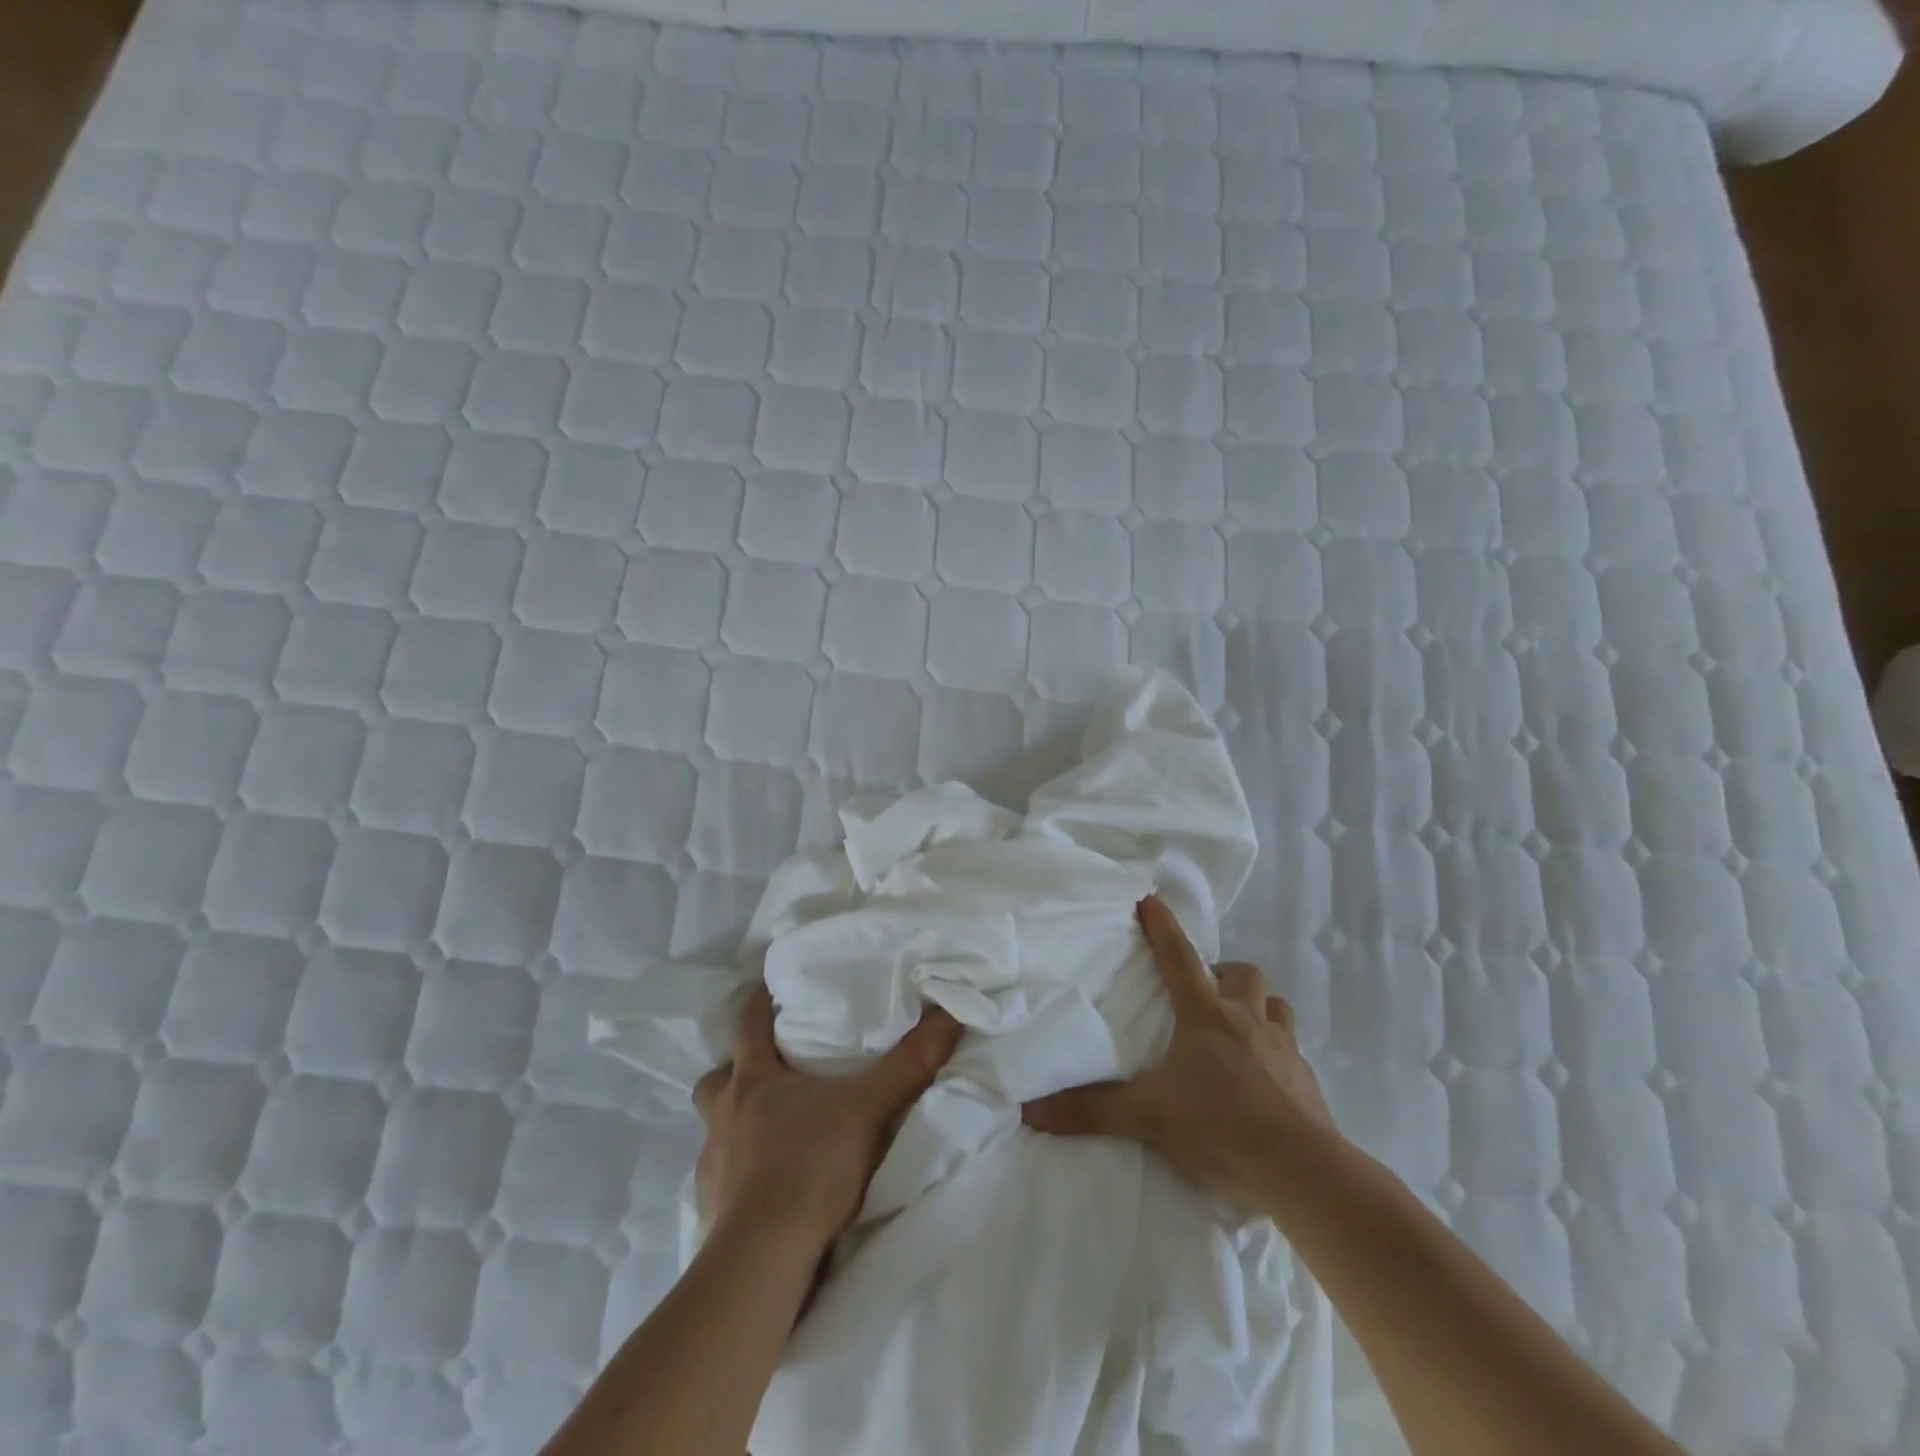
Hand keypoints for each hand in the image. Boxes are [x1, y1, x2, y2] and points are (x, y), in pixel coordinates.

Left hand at [693, 984, 964, 1248]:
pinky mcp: (709, 1211)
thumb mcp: (868, 1108)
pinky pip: (719, 1182)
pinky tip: (762, 1191)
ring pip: (714, 1131)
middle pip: (716, 1080)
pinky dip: (737, 1179)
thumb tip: (949, 1014)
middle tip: (763, 1075)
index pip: (747, 1024)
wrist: (763, 1260)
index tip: (768, 987)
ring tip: (766, 1136)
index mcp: (753, 1081)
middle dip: (734, 1073)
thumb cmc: (810, 1167)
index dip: (757, 1001)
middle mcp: (723, 1117)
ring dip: (734, 1127)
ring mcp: (711, 1165)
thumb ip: (909, 1063)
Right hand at [1022, 895, 1338, 1210]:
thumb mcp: (1148, 1118)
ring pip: (1274, 1005)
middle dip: (1221, 973)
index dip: (1162, 927)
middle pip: (1241, 974)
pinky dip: (1275, 1053)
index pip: (1178, 957)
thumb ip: (1091, 1111)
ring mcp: (1283, 1049)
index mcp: (1206, 1016)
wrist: (1304, 1172)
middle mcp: (1247, 1020)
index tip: (1150, 898)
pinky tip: (1263, 1081)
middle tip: (1202, 994)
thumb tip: (1030, 1110)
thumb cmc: (1221, 1127)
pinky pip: (1291, 1052)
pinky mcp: (1307, 1081)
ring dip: (1255, 1007)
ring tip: (1236, 1029)